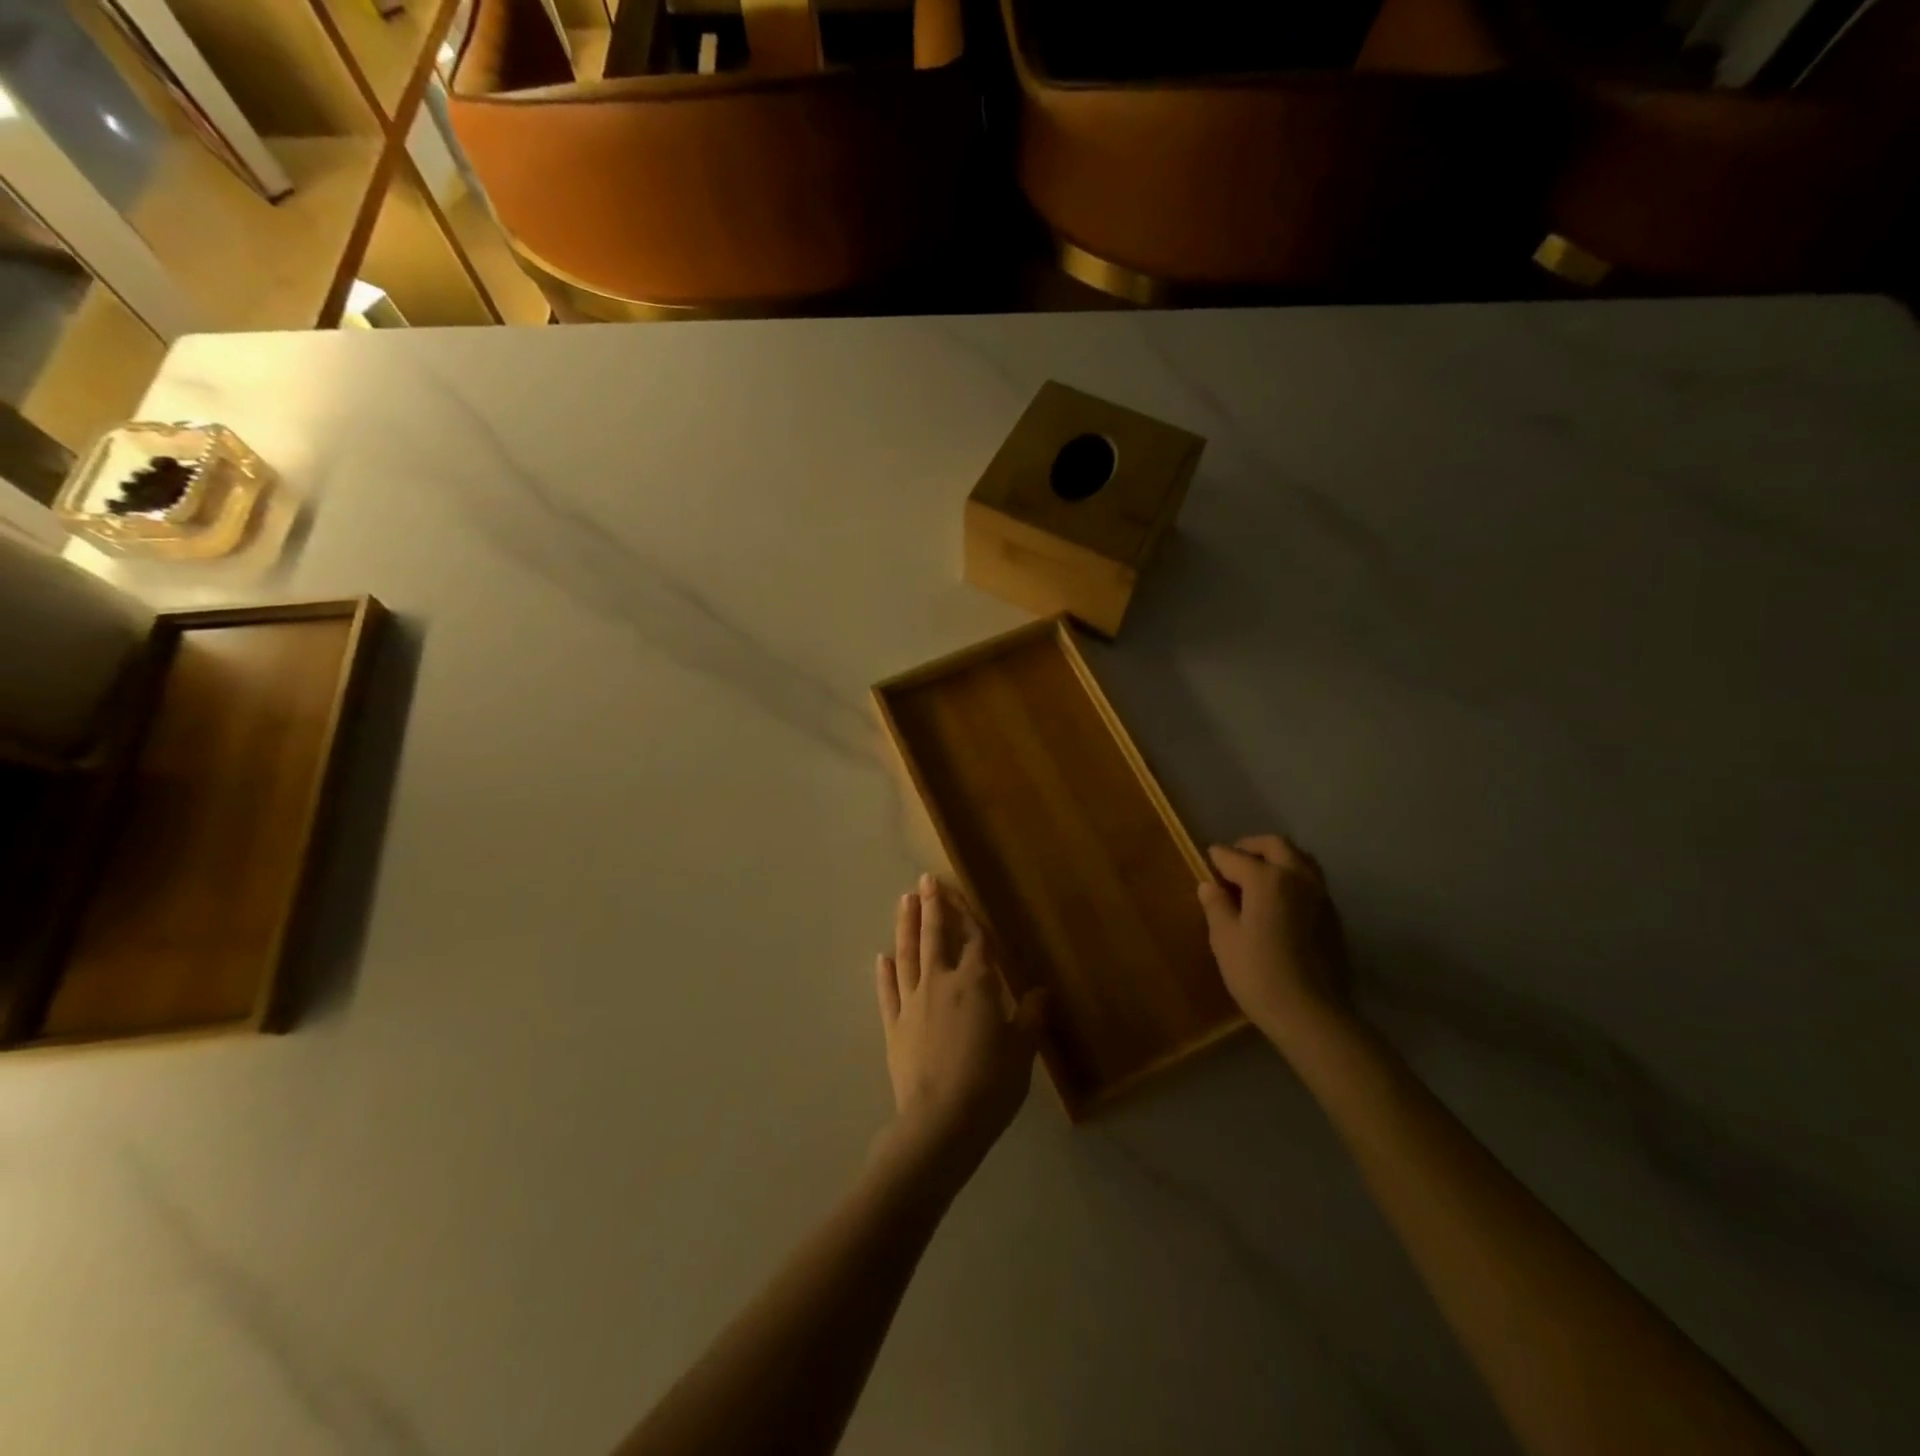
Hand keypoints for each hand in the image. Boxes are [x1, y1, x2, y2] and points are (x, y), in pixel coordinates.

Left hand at [875, 875, 1043, 1182]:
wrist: (941, 1122)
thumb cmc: (990, 1084)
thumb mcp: (1022, 1051)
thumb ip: (1030, 1017)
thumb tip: (1042, 991)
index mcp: (976, 984)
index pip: (974, 939)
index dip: (967, 914)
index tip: (957, 891)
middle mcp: (941, 983)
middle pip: (935, 936)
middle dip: (932, 906)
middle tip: (924, 880)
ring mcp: (913, 1003)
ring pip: (908, 955)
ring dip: (905, 926)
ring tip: (903, 901)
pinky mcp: (894, 1026)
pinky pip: (888, 992)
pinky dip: (885, 973)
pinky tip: (882, 957)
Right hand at [1197, 834, 1350, 1051]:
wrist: (1312, 1015)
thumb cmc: (1259, 974)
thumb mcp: (1224, 939)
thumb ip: (1217, 906)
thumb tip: (1210, 885)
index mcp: (1267, 879)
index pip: (1235, 857)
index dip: (1217, 858)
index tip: (1206, 860)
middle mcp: (1298, 877)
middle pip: (1275, 846)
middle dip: (1251, 847)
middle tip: (1233, 861)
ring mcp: (1320, 895)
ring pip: (1300, 859)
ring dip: (1278, 858)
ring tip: (1259, 876)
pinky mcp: (1333, 916)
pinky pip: (1311, 881)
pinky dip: (1293, 877)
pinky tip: (1280, 900)